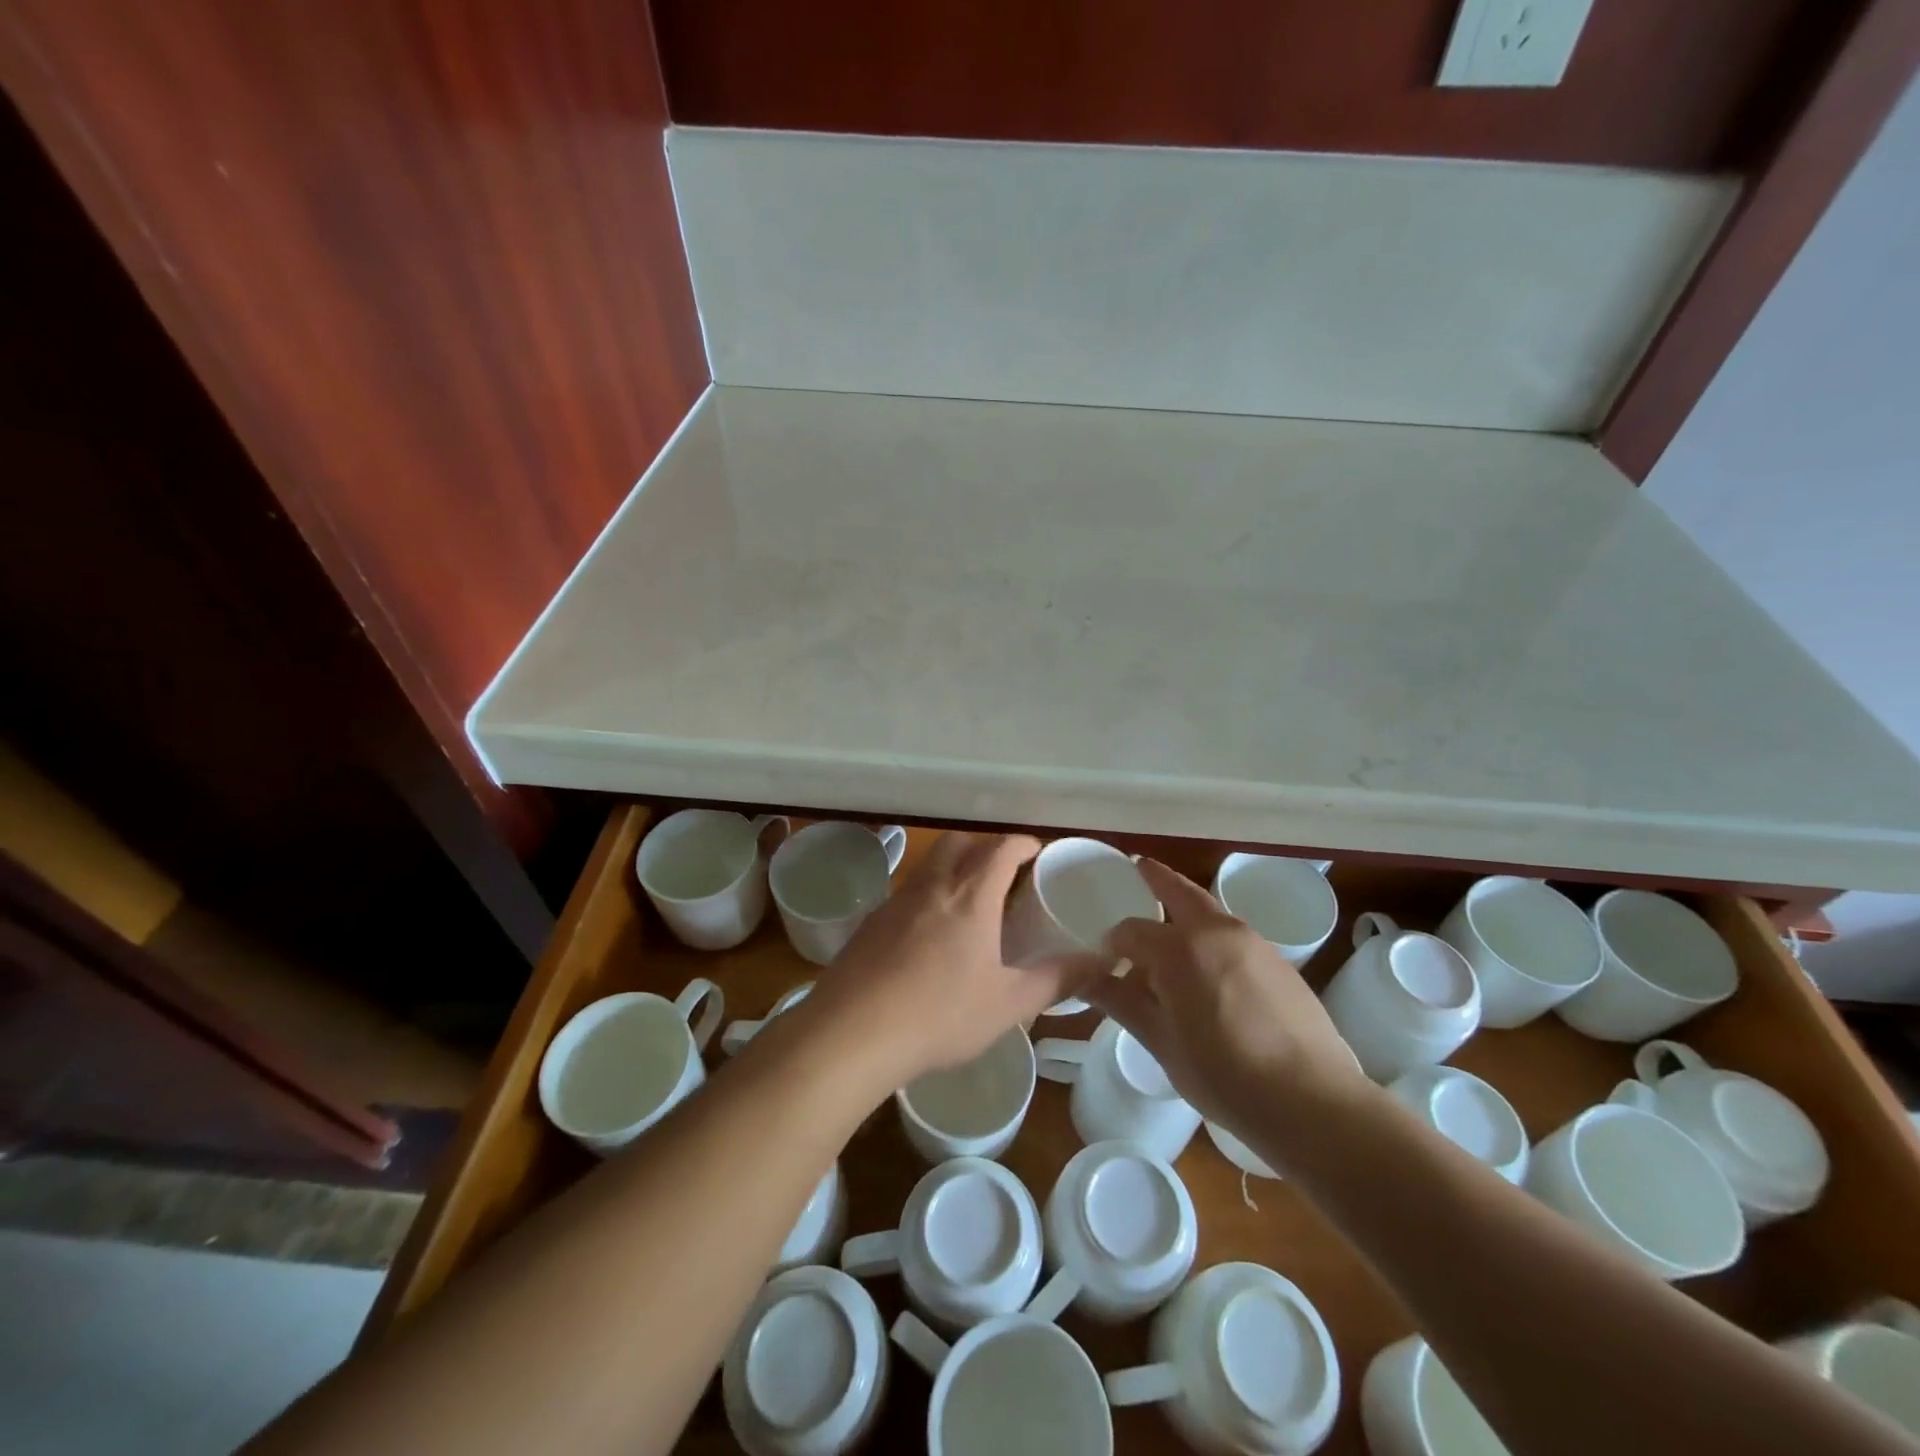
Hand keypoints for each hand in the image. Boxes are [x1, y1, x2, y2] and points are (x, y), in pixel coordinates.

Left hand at [796, 832, 1099, 1091]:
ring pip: (930, 864)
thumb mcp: (1009, 1003)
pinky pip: (907, 891)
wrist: (853, 1031)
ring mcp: (897, 901)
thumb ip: (1056, 979)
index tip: (1037, 852)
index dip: (1023, 844)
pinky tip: (930, 933)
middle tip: (1005, 871)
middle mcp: (933, 886)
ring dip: (954, 865)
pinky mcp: (871, 922)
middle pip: (960, 841)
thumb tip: (1099, 963)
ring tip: (970, 900)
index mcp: (971, 896)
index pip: (1002, 849)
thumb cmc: (940, 1014)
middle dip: (986, 845)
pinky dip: (928, 894)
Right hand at [1086, 859, 1369, 1157]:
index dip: (1112, 944)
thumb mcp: (1162, 1042)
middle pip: (1179, 891)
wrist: (1312, 1101)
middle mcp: (1216, 931)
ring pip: (1209, 911)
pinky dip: (1210, 934)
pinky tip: (1208, 970)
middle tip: (1139, 869)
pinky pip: (1232, 934)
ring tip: (1170, 930)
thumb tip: (1083, 978)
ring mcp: (1253, 942)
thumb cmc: (1225, 1076)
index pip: (1130, 931)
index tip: (1104, 963)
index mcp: (1179, 949)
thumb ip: (1121, 1002)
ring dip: (1185, 908)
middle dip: (1156, 878)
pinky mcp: (1279, 960)